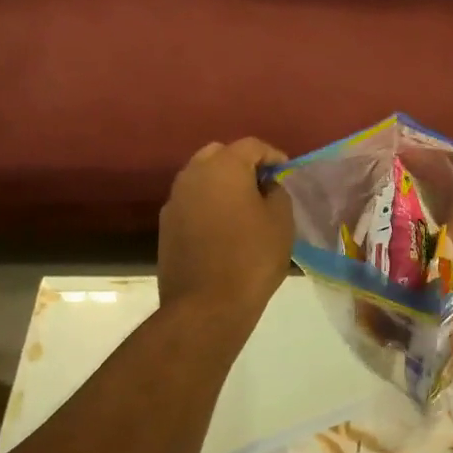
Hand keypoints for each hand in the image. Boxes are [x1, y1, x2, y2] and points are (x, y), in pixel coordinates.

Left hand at [158, 139, 293, 320]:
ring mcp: (175, 200)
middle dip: (242, 165)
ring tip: (244, 207)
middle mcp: (193, 175)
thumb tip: (266, 186)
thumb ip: (277, 192)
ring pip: (201, 178)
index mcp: (223, 166)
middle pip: (219, 155)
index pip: (251, 146)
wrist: (206, 306)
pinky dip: (208, 205)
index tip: (286, 173)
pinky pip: (192, 202)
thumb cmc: (252, 258)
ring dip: (222, 184)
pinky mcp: (166, 226)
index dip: (273, 156)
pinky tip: (224, 228)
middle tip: (263, 185)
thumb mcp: (281, 221)